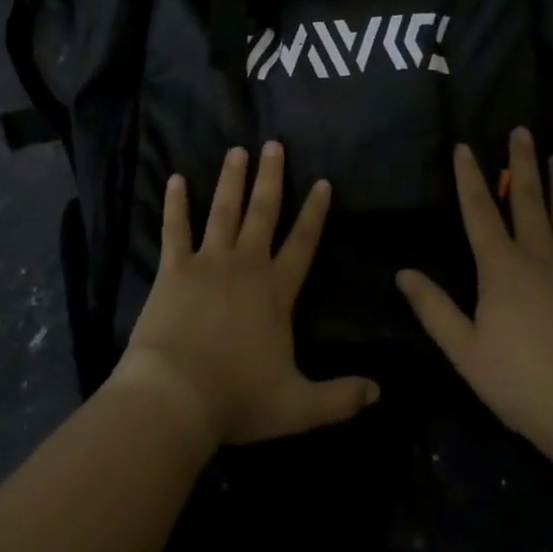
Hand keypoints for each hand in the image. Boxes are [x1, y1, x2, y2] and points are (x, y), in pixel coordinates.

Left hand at [113, 142, 379, 447]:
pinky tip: (176, 179)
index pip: (303, 242)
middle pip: (263, 212)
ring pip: (223, 210)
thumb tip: (379, 392)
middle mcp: (246, 265)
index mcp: (276, 291)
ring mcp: (208, 262)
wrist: (176, 397)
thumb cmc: (237, 399)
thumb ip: (340, 398)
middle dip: (270, 178)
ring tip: (237, 150)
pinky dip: (175, 204)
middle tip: (273, 144)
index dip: (314, 212)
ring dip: (231, 179)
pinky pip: (175, 228)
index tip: (322, 182)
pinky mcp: (174, 268)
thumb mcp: (298, 407)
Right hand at [396, 128, 552, 460]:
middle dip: (522, 163)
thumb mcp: (465, 350)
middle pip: (527, 198)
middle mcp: (538, 255)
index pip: (478, 210)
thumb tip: (402, 272)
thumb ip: (433, 308)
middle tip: (522, 131)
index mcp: (500, 267)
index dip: (468, 177)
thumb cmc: (522, 382)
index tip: (464, 147)